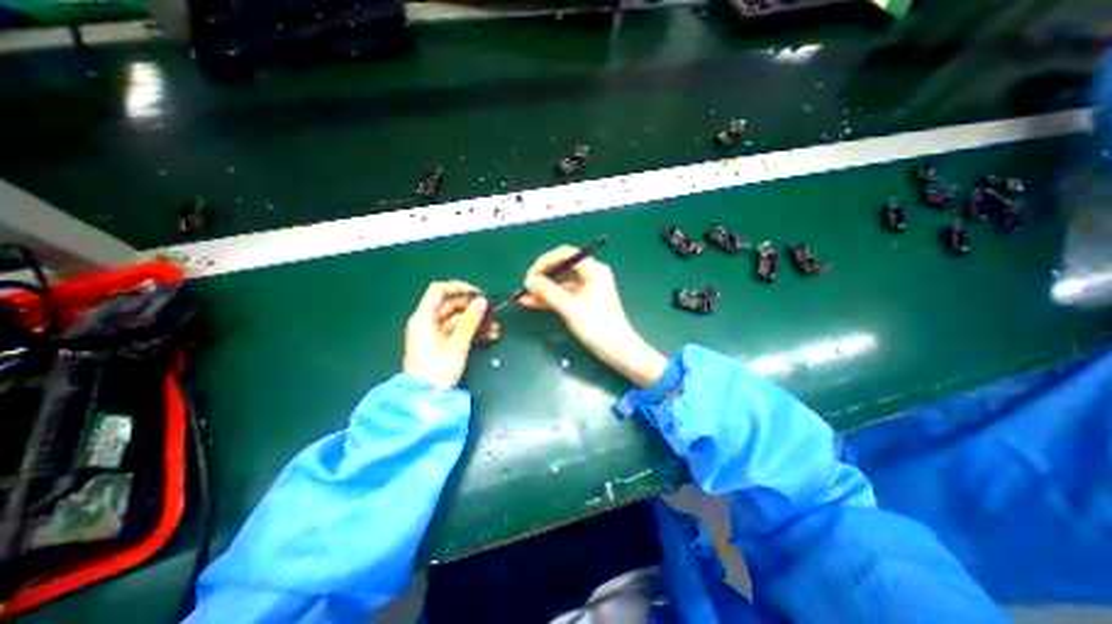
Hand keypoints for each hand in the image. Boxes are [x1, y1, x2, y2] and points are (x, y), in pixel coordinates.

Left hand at [405, 279, 499, 390]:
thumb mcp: (457, 343)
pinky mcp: (441, 345)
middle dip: (472, 307)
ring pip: (457, 319)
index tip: (479, 293)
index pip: (439, 291)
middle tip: (491, 310)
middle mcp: (427, 322)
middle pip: (450, 305)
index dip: (459, 288)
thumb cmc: (438, 368)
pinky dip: (472, 331)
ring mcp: (434, 334)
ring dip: (476, 321)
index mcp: (424, 317)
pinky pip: (458, 331)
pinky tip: (490, 335)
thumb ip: (471, 320)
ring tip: (495, 326)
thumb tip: (482, 301)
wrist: (424, 397)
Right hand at [518, 247, 663, 387]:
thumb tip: (529, 280)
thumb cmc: (597, 325)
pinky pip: (564, 295)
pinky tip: (532, 303)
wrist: (617, 349)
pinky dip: (551, 298)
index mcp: (593, 270)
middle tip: (526, 286)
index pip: (566, 254)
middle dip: (543, 276)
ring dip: (544, 289)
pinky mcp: (584, 301)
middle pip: (562, 268)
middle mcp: (591, 275)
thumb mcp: (570, 307)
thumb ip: (548, 292)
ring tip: (524, 296)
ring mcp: (588, 289)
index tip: (531, 274)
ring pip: (561, 283)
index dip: (545, 262)